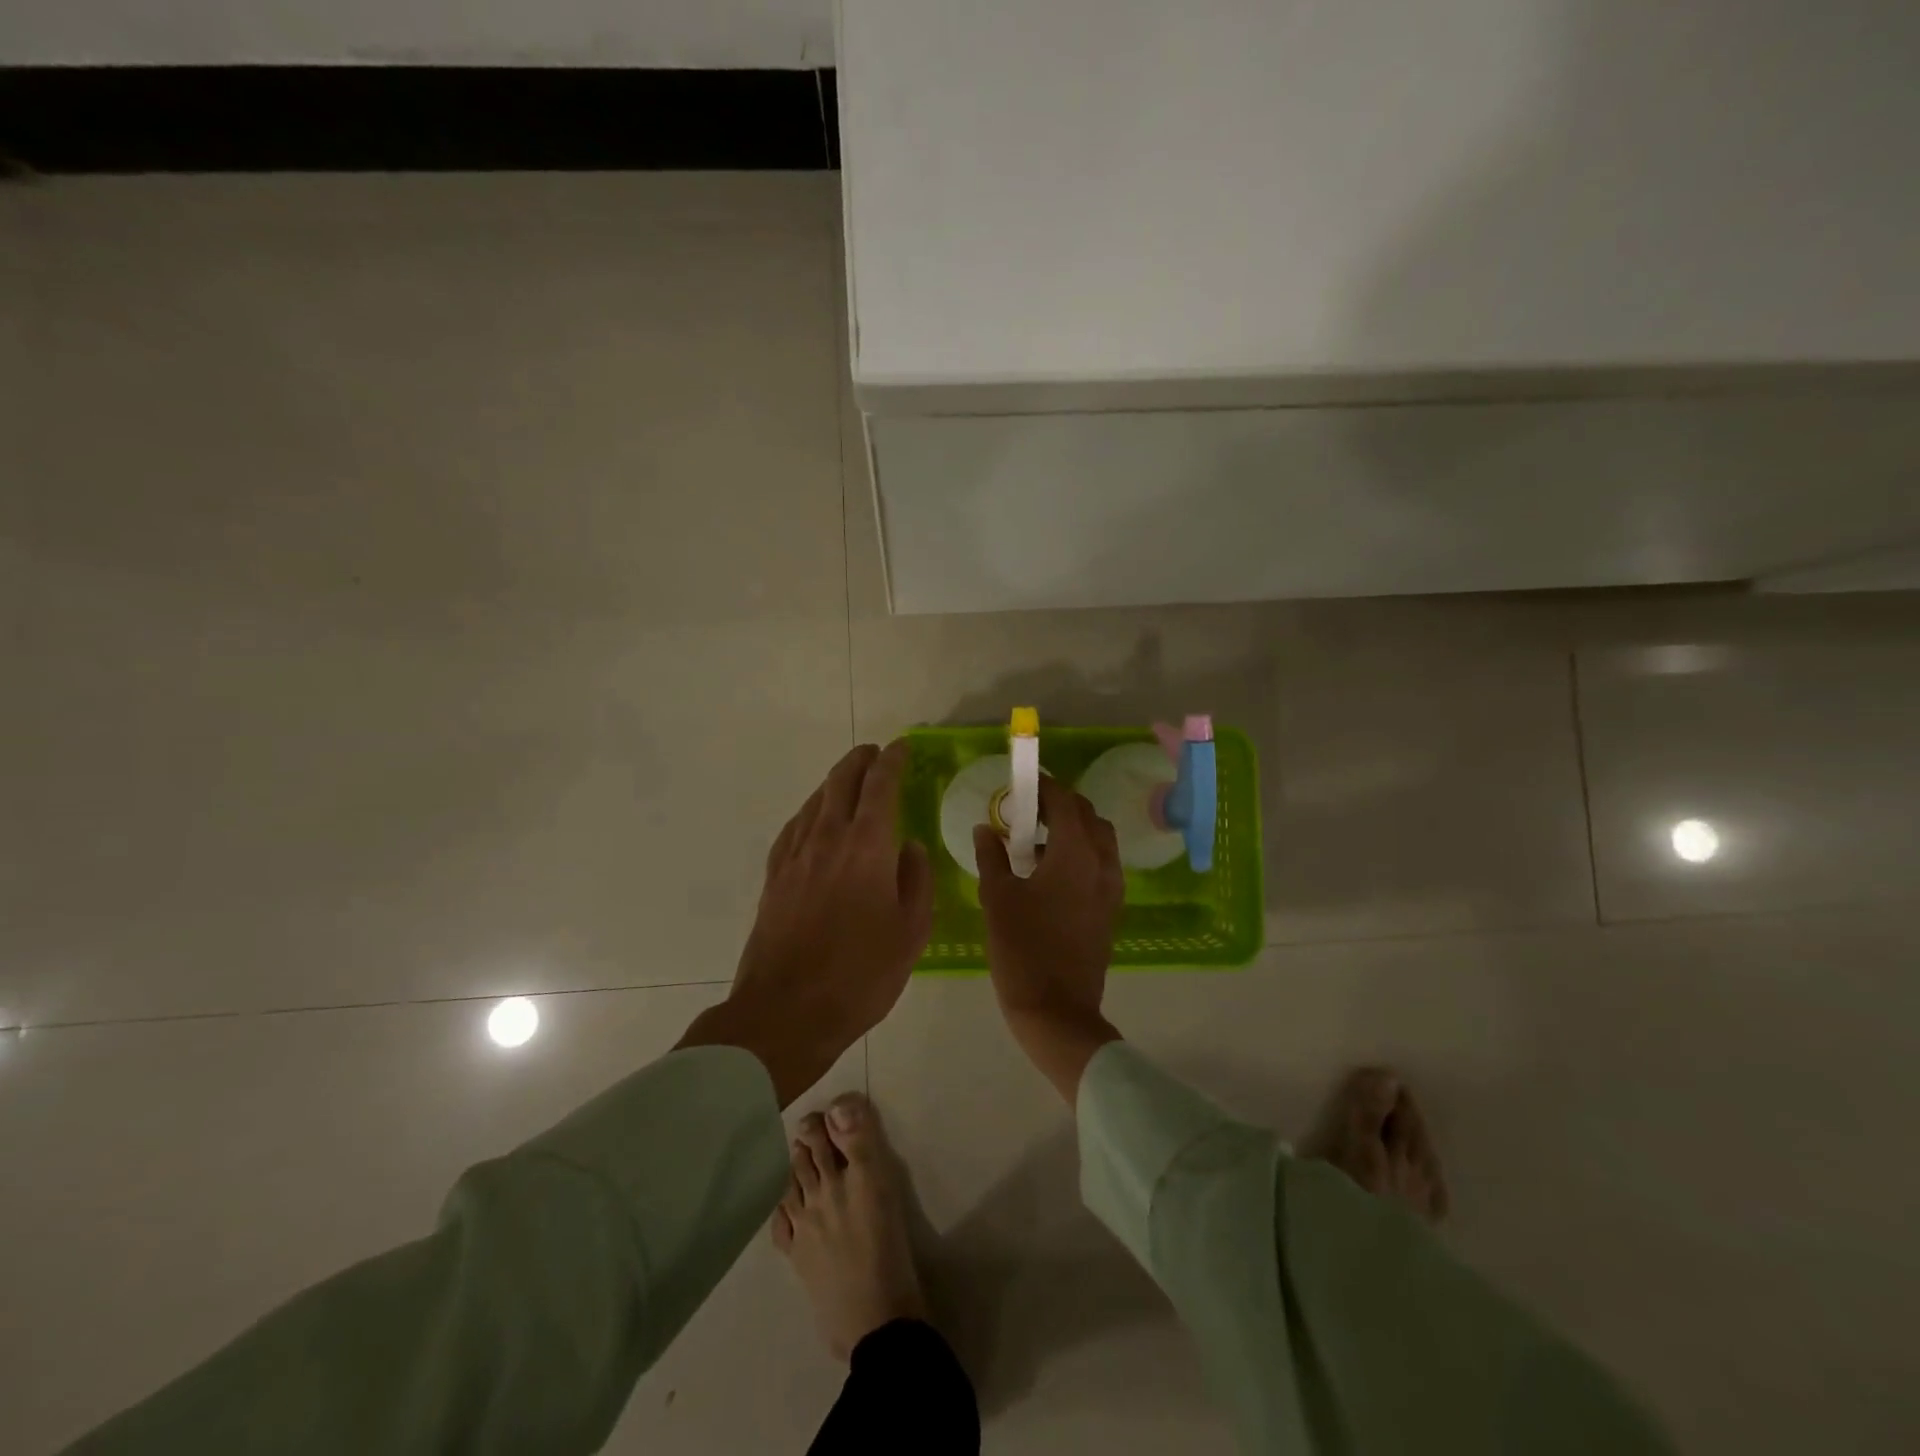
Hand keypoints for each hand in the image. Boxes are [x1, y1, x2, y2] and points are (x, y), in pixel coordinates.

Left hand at [679, 741, 932, 1104]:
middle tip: (876, 753)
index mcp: (867, 847)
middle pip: (841, 781)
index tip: (902, 747)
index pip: (880, 785)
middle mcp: (827, 838)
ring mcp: (794, 855)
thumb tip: (909, 847)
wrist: (786, 1011)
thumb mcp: (911, 932)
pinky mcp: (774, 875)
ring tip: (850, 780)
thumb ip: (916, 880)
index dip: (893, 761)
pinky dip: (811, 810)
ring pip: (816, 800)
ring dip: (835, 782)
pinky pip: (795, 826)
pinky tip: (815, 819)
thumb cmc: (861, 975)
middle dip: (860, 760)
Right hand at [974, 776, 1124, 1101]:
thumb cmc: (1022, 950)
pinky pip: (1102, 862)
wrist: (1057, 1011)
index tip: (1021, 783)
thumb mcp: (998, 898)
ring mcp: (1111, 887)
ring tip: (1037, 838)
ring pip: (1100, 838)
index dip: (1044, 786)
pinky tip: (1052, 869)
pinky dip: (1082, 851)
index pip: (1065, 801)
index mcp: (1075, 854)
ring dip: (1074, 827)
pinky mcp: (1111, 908)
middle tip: (1025, 810)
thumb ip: (991, 856)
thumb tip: (984, 829)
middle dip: (1060, 804)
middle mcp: (1101, 863)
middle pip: (1087, 815)